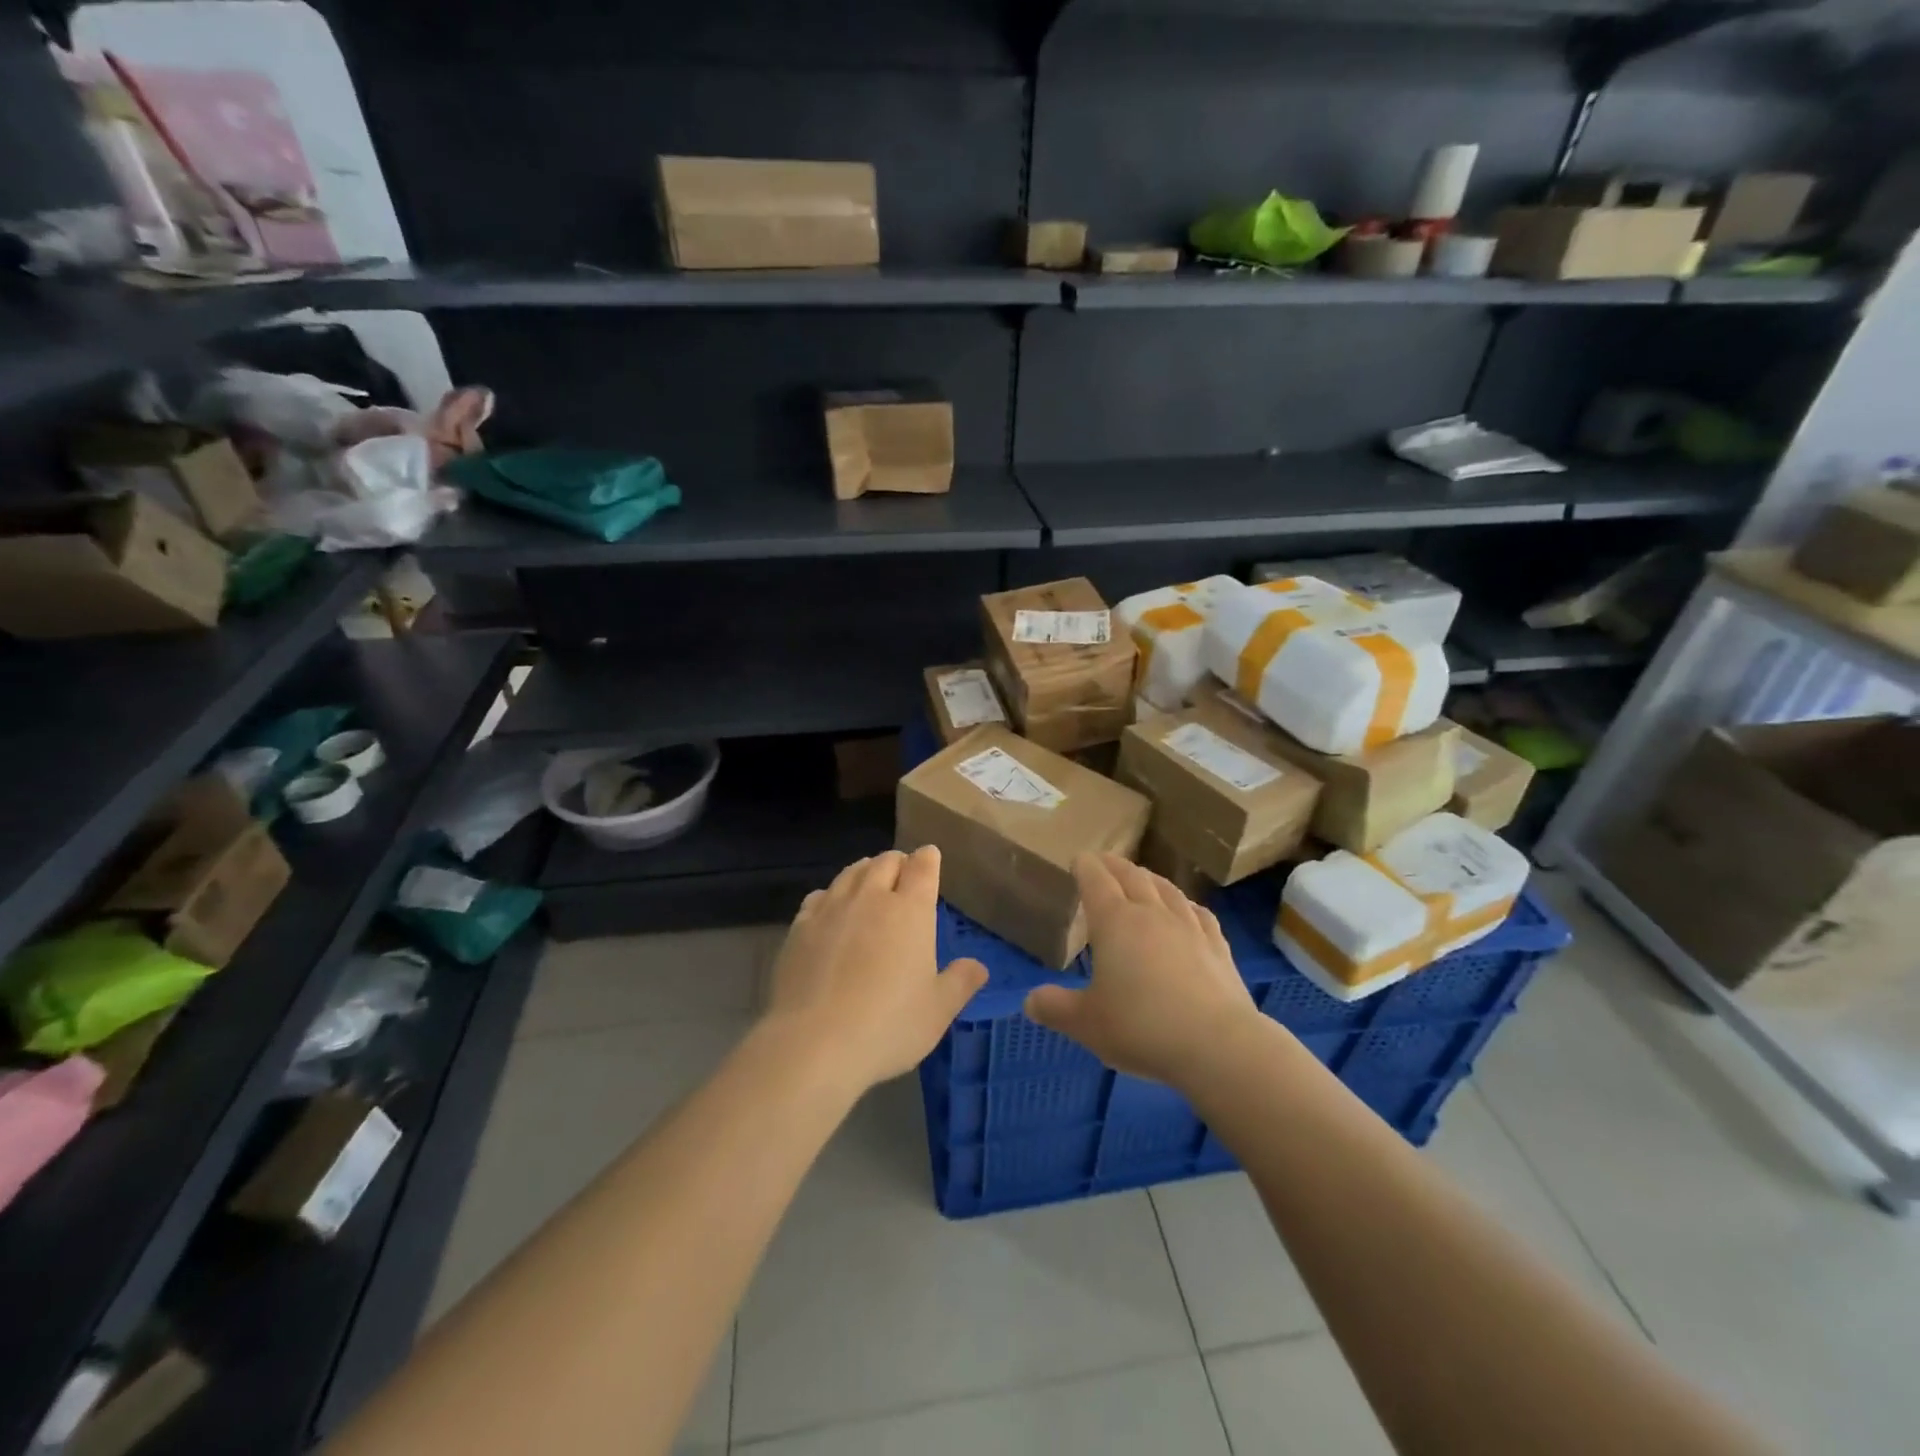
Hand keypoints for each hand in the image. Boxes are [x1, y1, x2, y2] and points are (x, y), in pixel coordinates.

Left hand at [763, 847, 987, 1092]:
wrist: (813, 1043)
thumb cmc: (888, 1025)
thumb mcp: (937, 1011)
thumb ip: (960, 982)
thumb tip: (979, 966)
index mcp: (910, 910)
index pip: (923, 866)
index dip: (928, 858)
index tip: (930, 858)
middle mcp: (871, 897)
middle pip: (885, 861)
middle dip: (898, 861)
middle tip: (903, 872)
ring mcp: (832, 909)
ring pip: (851, 872)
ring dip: (865, 871)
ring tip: (870, 881)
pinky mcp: (800, 926)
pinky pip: (820, 895)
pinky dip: (832, 894)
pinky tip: (831, 908)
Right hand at [1025, 853, 1260, 1086]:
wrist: (1217, 1045)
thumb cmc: (1141, 1028)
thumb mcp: (1086, 1024)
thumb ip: (1055, 1008)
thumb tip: (1030, 1001)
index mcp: (1114, 922)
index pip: (1096, 880)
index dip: (1085, 866)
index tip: (1078, 859)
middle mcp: (1151, 914)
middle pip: (1131, 876)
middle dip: (1114, 866)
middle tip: (1104, 861)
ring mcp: (1189, 927)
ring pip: (1166, 889)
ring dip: (1149, 878)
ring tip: (1141, 877)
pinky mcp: (1218, 946)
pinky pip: (1199, 913)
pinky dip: (1186, 905)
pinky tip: (1187, 909)